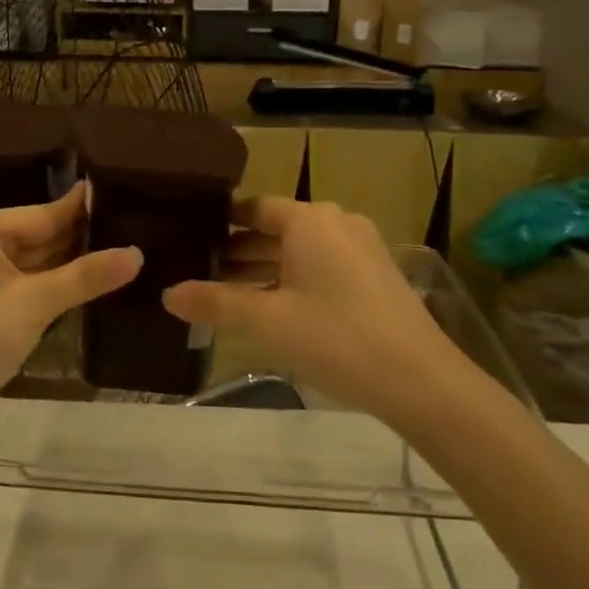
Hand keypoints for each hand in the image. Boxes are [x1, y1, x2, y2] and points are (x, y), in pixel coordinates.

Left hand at [0, 183, 141, 412]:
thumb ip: (86, 276)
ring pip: (20, 258)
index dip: (82, 212)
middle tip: (126, 230)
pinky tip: (75, 280)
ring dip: (59, 263)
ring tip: (112, 253)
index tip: (120, 195)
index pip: (40, 214)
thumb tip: (137, 255)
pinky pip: (8, 277)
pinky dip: (37, 281)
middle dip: (74, 240)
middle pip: (30, 234)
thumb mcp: (35, 305)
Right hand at [162, 197, 459, 414]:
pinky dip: (292, 280)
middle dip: (238, 251)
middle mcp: (336, 223)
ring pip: (299, 251)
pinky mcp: (375, 275)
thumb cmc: (336, 337)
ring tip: (226, 293)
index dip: (221, 223)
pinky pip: (321, 266)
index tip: (191, 238)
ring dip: (264, 269)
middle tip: (199, 270)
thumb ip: (215, 303)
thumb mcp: (267, 321)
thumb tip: (167, 294)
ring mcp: (361, 248)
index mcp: (309, 220)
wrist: (420, 380)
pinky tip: (272, 308)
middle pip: (275, 229)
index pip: (254, 208)